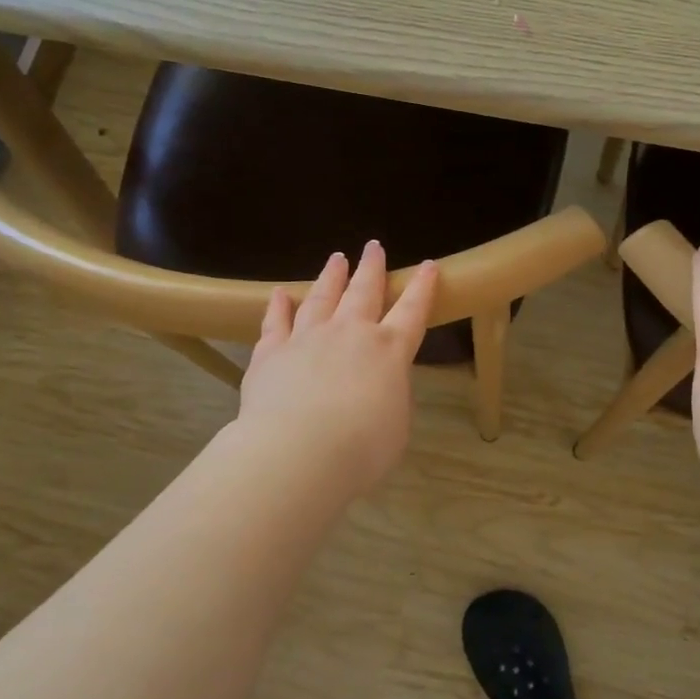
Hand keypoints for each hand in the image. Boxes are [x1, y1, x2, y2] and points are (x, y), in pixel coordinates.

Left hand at [234, 241, 438, 494]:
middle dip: (371, 268)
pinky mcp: (271, 352)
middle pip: (363, 291)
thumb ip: (390, 396)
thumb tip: (379, 385)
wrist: (299, 452)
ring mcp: (307, 338)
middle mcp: (349, 333)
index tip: (428, 265)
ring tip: (337, 259)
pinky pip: (276, 322)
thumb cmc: (362, 448)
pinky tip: (281, 294)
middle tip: (373, 246)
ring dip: (331, 277)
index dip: (422, 288)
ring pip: (322, 297)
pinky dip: (279, 306)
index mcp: (388, 350)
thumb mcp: (396, 425)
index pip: (412, 311)